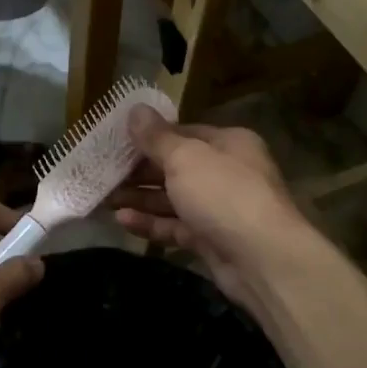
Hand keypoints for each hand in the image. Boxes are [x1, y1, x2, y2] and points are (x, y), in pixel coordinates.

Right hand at [110, 109, 308, 310]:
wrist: (262, 258)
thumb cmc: (223, 193)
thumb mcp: (185, 157)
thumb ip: (156, 137)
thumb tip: (135, 109)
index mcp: (228, 143)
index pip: (183, 133)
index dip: (150, 137)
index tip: (117, 142)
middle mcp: (226, 172)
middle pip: (176, 166)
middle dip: (140, 171)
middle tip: (103, 173)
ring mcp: (219, 208)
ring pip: (173, 198)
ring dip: (140, 197)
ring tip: (104, 199)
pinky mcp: (211, 239)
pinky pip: (175, 226)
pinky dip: (151, 223)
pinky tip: (122, 220)